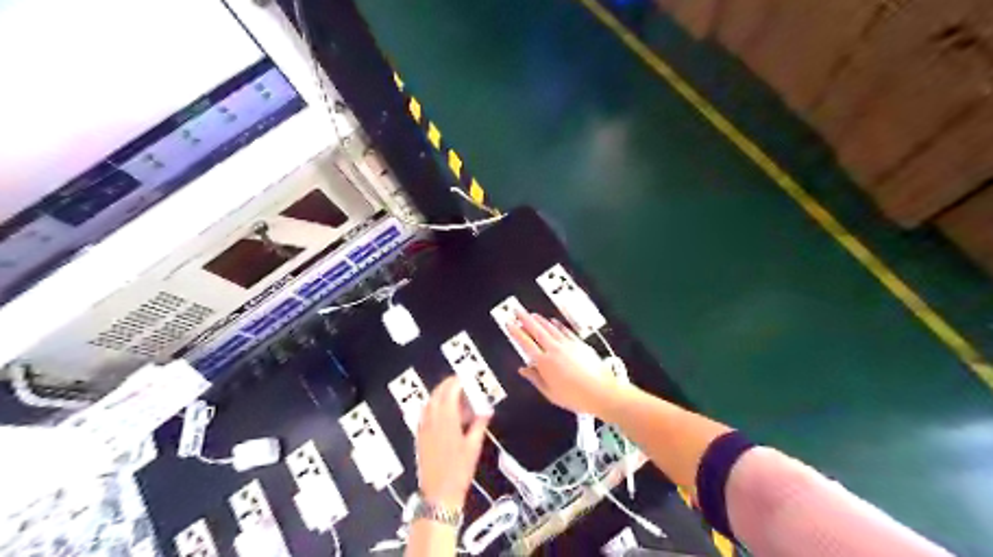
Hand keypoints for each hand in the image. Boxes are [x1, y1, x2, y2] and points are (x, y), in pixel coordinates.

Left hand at [416, 374, 488, 508]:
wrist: (438, 494)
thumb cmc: (459, 470)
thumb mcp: (473, 446)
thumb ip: (479, 424)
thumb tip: (486, 410)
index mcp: (446, 420)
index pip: (449, 392)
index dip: (456, 382)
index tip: (464, 377)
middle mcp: (432, 420)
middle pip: (436, 394)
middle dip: (447, 385)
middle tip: (459, 383)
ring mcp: (423, 428)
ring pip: (429, 402)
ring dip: (439, 394)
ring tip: (452, 395)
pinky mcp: (419, 436)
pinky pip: (424, 414)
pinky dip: (432, 406)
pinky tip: (441, 411)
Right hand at [507, 312, 622, 415]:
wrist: (602, 392)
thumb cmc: (576, 397)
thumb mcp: (550, 393)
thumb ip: (535, 379)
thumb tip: (524, 369)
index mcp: (545, 363)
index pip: (526, 343)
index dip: (516, 332)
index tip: (509, 324)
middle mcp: (555, 350)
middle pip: (537, 330)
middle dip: (525, 319)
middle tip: (517, 311)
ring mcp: (568, 345)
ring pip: (550, 328)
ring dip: (540, 320)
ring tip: (532, 314)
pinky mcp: (580, 344)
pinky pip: (565, 331)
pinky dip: (557, 325)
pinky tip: (553, 322)